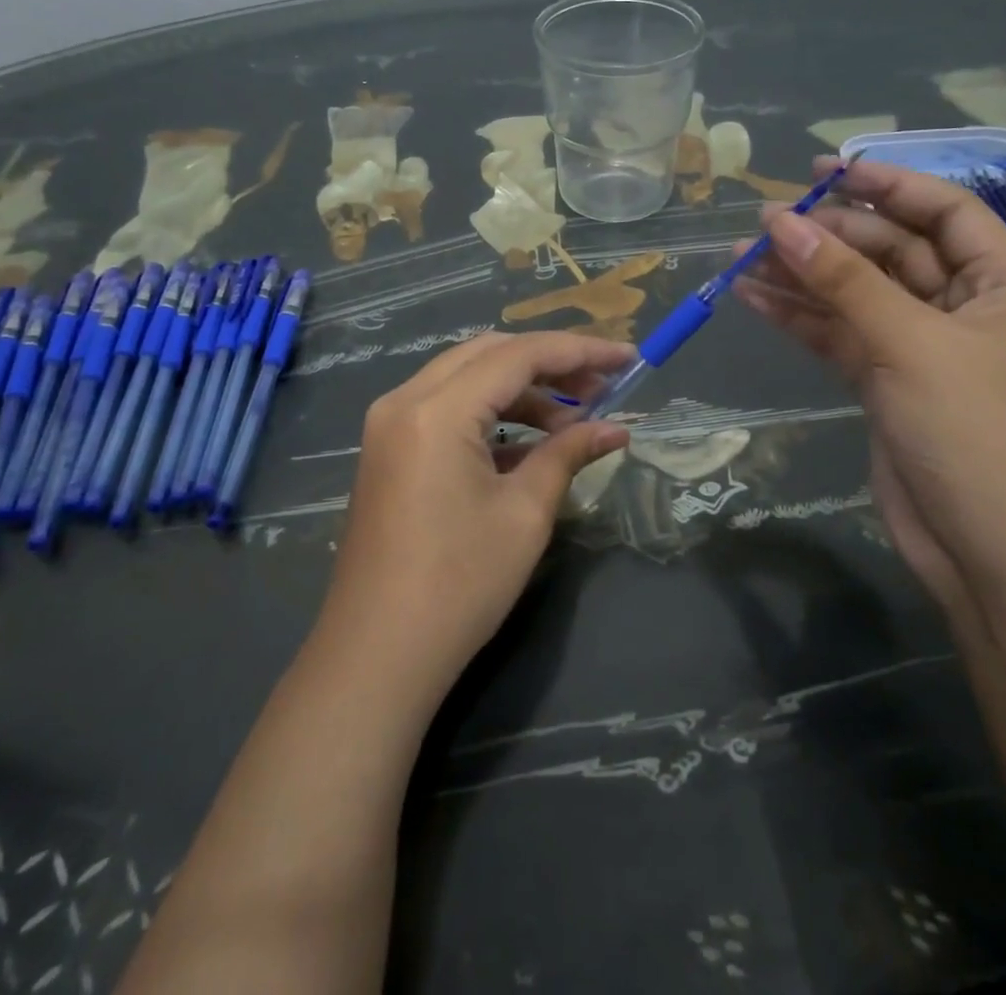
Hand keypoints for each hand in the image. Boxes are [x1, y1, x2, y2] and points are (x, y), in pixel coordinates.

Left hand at [320, 332, 632, 705]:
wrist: (378, 654)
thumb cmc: (459, 585)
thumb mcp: (525, 513)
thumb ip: (569, 453)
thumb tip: (616, 429)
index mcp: (437, 409)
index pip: (519, 355)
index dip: (579, 351)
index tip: (627, 358)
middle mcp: (405, 400)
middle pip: (488, 354)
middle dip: (549, 363)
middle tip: (601, 386)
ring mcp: (390, 423)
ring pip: (466, 376)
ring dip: (521, 388)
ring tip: (574, 419)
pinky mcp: (388, 448)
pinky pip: (446, 407)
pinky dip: (491, 412)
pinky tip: (531, 441)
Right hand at [733, 158, 1005, 623]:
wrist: (994, 556)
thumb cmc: (975, 435)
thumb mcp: (910, 344)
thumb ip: (844, 280)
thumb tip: (781, 221)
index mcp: (1002, 284)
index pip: (945, 210)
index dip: (887, 184)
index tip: (825, 171)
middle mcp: (964, 308)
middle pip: (891, 250)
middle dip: (830, 234)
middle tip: (765, 222)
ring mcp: (922, 348)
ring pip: (856, 294)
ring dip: (804, 275)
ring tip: (742, 257)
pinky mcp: (886, 383)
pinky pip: (839, 334)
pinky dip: (799, 317)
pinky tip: (753, 298)